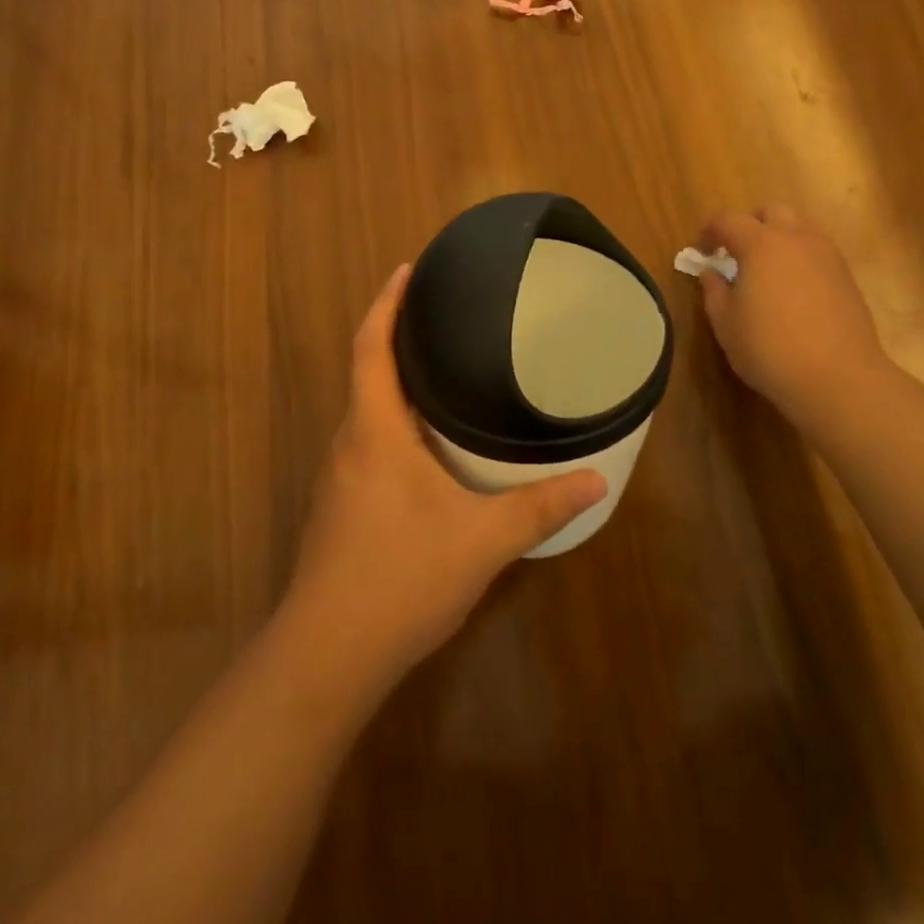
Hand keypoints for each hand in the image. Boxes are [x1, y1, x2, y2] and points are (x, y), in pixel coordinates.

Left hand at [284, 265, 607, 690]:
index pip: (371, 346)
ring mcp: (339, 478)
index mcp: (374, 430)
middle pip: (365, 371)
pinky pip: (367, 441)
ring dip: (394, 381)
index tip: (407, 268)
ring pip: (365, 410)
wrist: (327, 655)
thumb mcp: (482, 540)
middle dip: (396, 336)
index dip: (387, 302)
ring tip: (441, 368)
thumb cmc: (400, 577)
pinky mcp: (340, 507)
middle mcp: (349, 443)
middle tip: (442, 315)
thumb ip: (540, 507)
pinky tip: (425, 443)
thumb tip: (596, 480)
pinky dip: (392, 421)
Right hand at [698, 206, 894, 418]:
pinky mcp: (847, 276)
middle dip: (750, 224)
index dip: (709, 231)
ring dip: (779, 238)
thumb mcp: (726, 324)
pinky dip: (800, 257)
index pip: (728, 220)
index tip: (702, 251)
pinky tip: (793, 289)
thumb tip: (711, 272)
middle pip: (772, 212)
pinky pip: (818, 251)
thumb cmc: (769, 349)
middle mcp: (796, 239)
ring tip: (767, 270)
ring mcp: (827, 255)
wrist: (838, 377)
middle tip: (737, 253)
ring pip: (800, 227)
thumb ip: (714, 291)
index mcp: (760, 244)